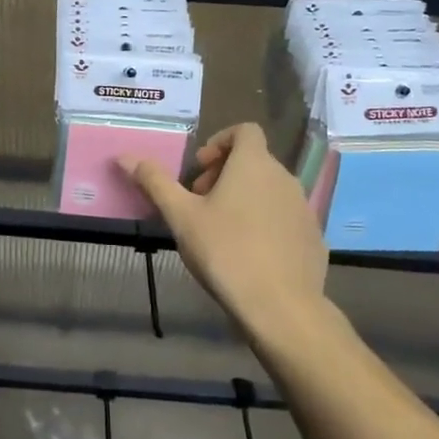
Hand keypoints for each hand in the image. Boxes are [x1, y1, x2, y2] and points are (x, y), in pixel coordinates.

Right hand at [123, 123, 330, 343]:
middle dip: (225, 174)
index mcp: (254, 164)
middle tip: (201, 203)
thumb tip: (124, 156)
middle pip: (254, 161)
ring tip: (222, 230)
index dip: (220, 142)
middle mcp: (284, 178)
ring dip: (245, 198)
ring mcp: (304, 208)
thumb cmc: (225, 252)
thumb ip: (154, 182)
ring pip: (270, 190)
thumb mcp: (181, 216)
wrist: (281, 308)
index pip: (245, 130)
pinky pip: (285, 218)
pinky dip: (266, 223)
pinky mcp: (314, 238)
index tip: (199, 170)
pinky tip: (249, 254)